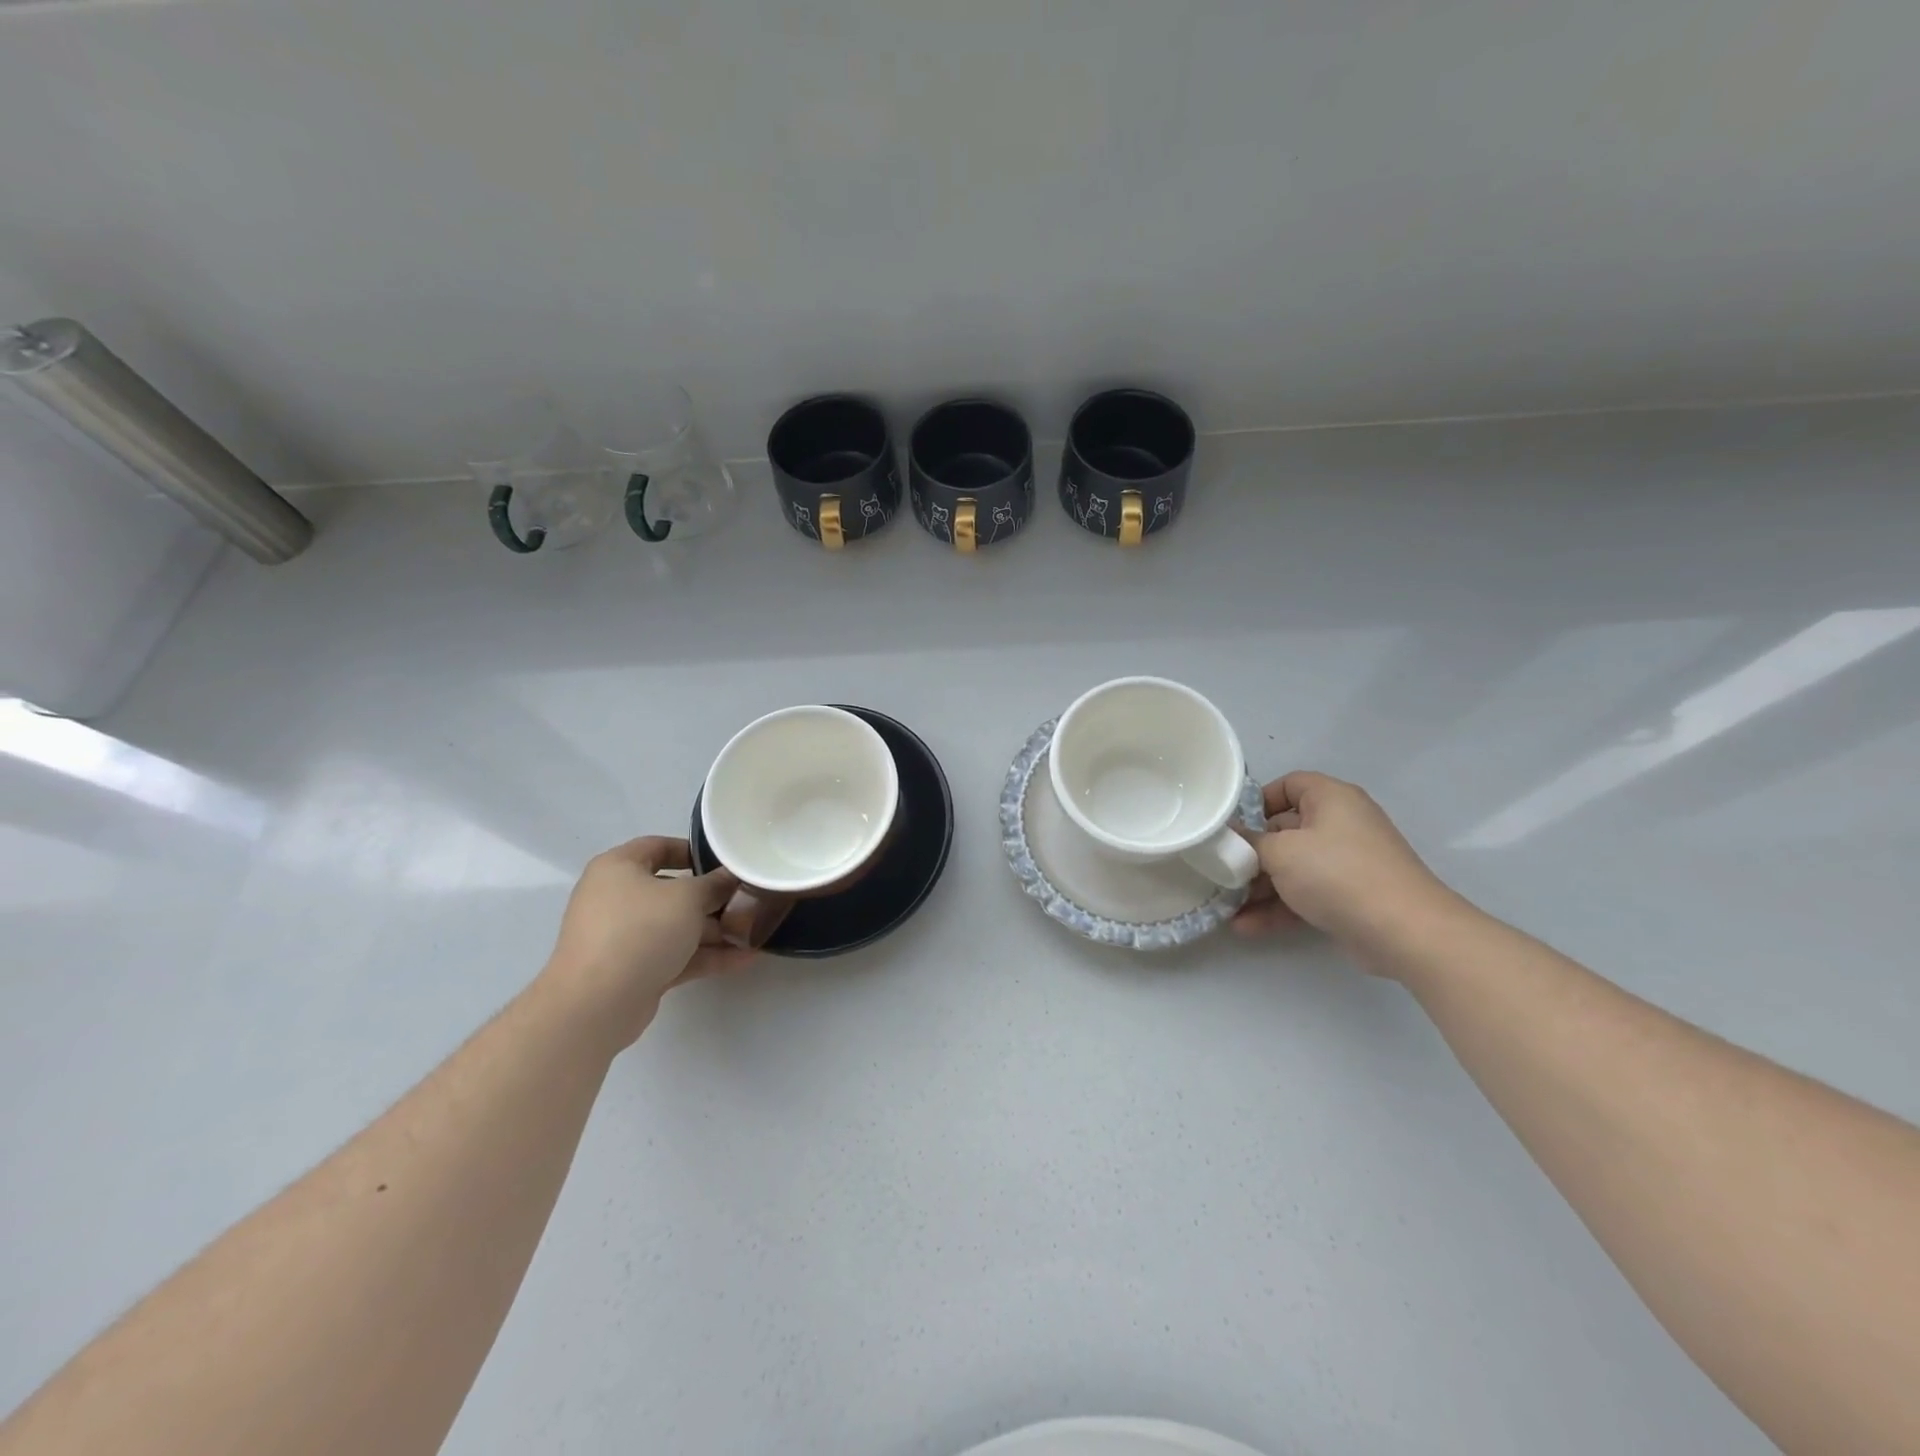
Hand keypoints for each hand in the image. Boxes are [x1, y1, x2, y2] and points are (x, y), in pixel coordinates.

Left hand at [537, 836, 753, 1049]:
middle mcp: (617, 898)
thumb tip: (731, 878)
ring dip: (715, 930)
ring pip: (677, 926)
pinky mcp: (635, 970)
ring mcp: (624, 937)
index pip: (658, 847)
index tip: (726, 862)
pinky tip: (744, 958)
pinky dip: (706, 955)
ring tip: (756, 932)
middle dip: (713, 898)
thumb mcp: (687, 897)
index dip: (693, 850)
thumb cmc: (640, 930)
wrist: (597, 1004)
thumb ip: (715, 884)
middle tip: (749, 900)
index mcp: (618, 868)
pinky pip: (676, 954)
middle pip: (672, 890)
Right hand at [1233, 771, 1457, 970]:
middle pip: (1286, 830)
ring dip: (1259, 887)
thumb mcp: (1281, 852)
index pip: (1289, 785)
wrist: (1404, 931)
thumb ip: (1249, 842)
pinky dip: (1279, 908)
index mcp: (1331, 799)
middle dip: (1251, 854)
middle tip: (1221, 870)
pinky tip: (1246, 927)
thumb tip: (1230, 837)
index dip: (1258, 801)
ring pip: (1293, 868)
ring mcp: (1348, 863)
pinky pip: (1305, 894)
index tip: (1232, 825)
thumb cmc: (1337, 874)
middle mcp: (1341, 825)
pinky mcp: (1350, 897)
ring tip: (1227, 905)